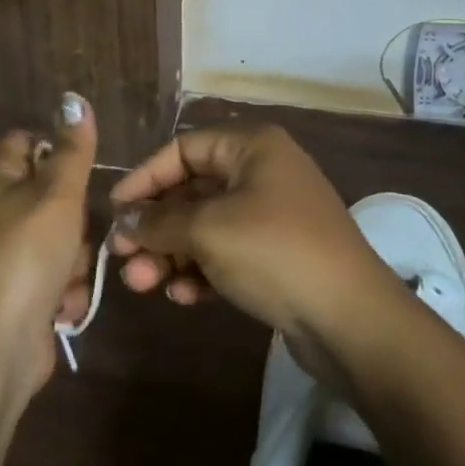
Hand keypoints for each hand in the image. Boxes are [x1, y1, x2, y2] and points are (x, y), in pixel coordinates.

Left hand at [0, 93, 97, 397]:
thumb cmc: (27, 254)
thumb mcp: (58, 193)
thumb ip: (72, 149)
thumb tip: (73, 98)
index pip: (26, 142)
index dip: (56, 149)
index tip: (80, 171)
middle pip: (53, 195)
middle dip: (76, 218)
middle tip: (77, 231)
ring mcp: (7, 256)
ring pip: (62, 239)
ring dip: (75, 259)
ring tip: (68, 276)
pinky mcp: (20, 293)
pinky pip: (57, 277)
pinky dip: (64, 291)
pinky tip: (61, 306)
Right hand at [107, 124, 394, 347]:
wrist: (350, 319)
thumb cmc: (274, 252)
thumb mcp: (208, 230)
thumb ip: (159, 222)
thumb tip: (125, 221)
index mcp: (252, 146)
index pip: (183, 149)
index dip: (145, 178)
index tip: (114, 210)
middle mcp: (262, 171)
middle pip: (192, 190)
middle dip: (155, 226)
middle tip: (123, 259)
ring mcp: (272, 214)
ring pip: (206, 226)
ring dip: (172, 253)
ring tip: (143, 285)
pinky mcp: (277, 254)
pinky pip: (226, 252)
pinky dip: (201, 270)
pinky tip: (182, 296)